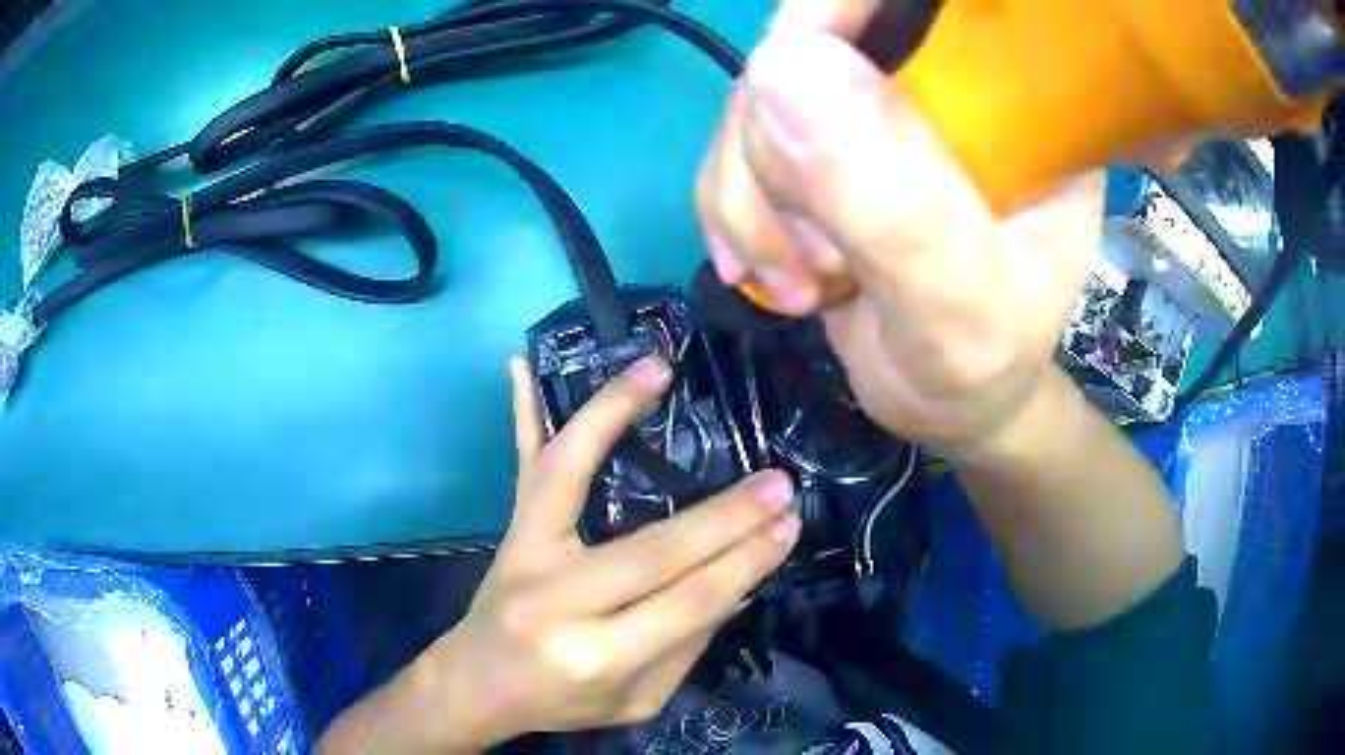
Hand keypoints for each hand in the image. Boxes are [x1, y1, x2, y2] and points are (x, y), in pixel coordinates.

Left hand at [321, 356, 800, 753]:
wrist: (475, 685)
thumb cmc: (561, 702)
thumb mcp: (638, 700)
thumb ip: (687, 646)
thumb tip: (741, 584)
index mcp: (598, 657)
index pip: (688, 603)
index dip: (744, 562)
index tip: (788, 524)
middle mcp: (559, 600)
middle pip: (652, 549)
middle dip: (725, 515)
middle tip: (777, 480)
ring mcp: (526, 555)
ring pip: (570, 473)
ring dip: (613, 413)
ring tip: (658, 371)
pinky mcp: (510, 531)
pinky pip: (521, 466)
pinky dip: (520, 411)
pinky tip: (519, 361)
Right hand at [695, 1, 1103, 460]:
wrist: (950, 401)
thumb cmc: (983, 365)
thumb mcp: (957, 307)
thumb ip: (894, 204)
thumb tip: (780, 66)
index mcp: (1012, 94)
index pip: (913, 4)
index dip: (835, 14)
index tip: (789, 91)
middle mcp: (941, 80)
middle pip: (811, 41)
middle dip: (776, 146)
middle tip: (815, 256)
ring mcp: (877, 107)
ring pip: (757, 95)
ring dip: (750, 195)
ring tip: (805, 282)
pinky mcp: (824, 143)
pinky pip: (737, 141)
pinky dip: (733, 209)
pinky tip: (770, 268)